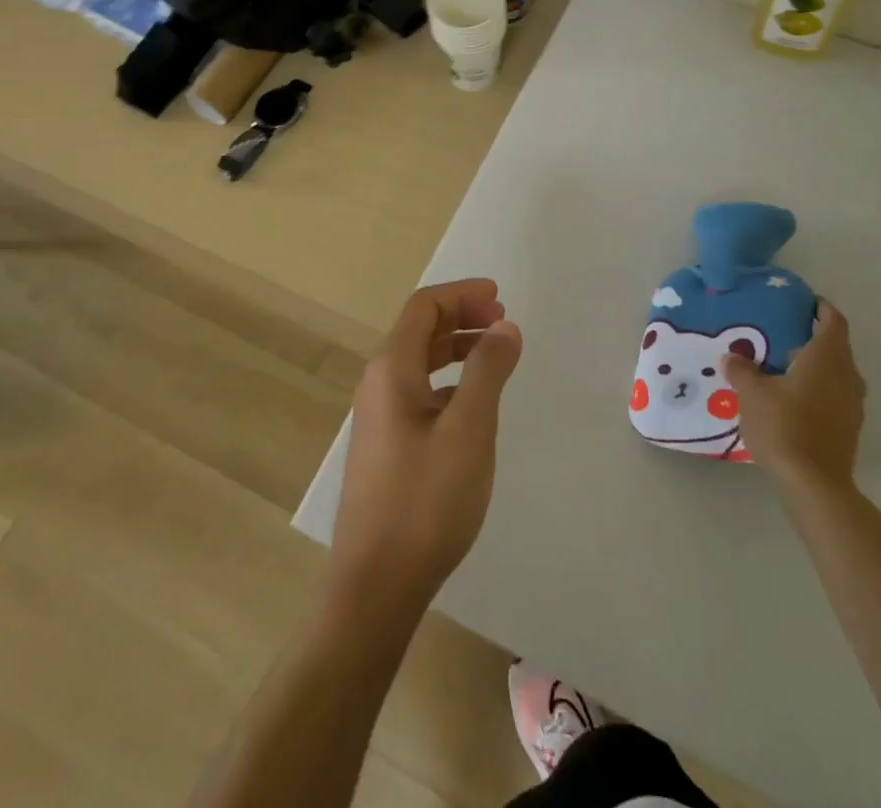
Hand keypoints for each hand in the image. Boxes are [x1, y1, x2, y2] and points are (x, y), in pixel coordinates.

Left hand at [329, 279, 523, 615]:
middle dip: (461, 317)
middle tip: (502, 322)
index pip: (424, 307)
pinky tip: (471, 404)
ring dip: (455, 347)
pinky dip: (448, 380)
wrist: (375, 585)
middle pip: (419, 329)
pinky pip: (418, 391)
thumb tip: (504, 326)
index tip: (500, 298)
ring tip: (493, 355)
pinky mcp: (385, 446)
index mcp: (392, 369)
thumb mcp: (469, 429)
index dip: (462, 294)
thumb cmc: (425, 500)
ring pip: (418, 362)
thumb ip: (488, 370)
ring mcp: (379, 417)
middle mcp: (378, 384)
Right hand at [722, 299, 863, 493]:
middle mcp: (846, 377)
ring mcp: (852, 405)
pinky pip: (836, 397)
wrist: (814, 484)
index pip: (833, 322)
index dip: (822, 309)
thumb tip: (732, 357)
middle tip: (785, 336)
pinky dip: (819, 390)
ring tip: (786, 368)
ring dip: (818, 367)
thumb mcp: (752, 394)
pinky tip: (794, 400)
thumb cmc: (784, 426)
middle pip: (837, 348)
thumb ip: (742, 370)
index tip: (807, 303)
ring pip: (838, 374)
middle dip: (815, 339)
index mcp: (826, 359)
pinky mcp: (849, 429)